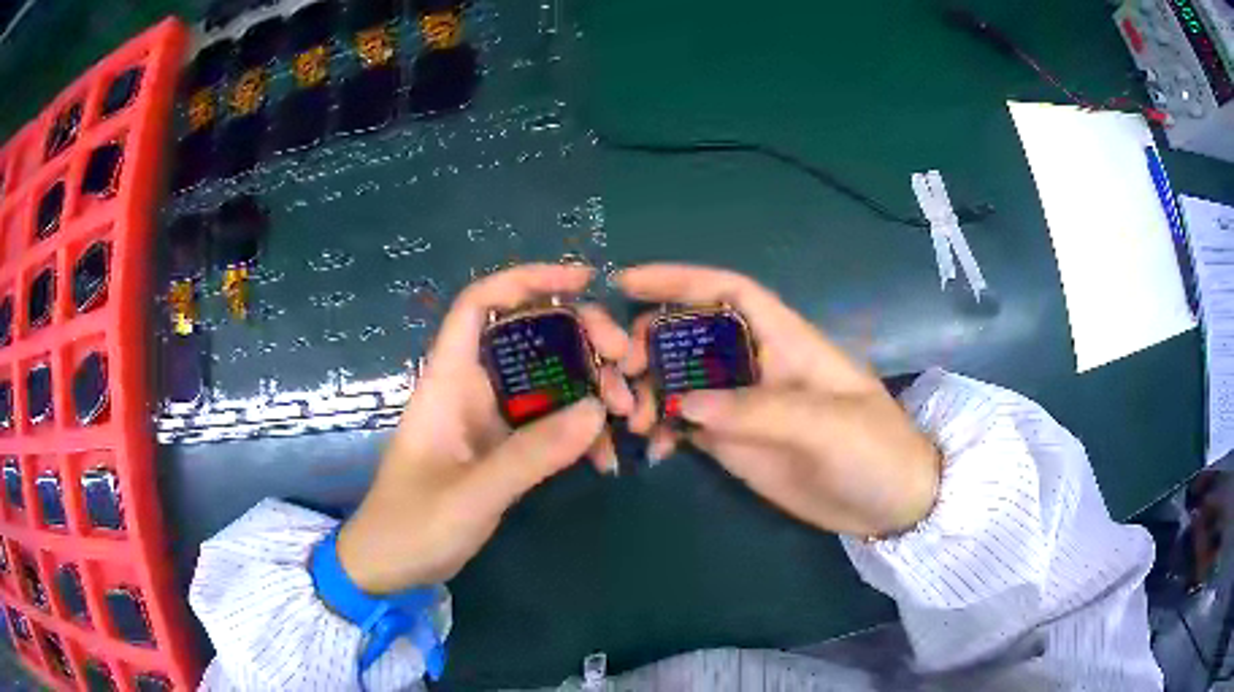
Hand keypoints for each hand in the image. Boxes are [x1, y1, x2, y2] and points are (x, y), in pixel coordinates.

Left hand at [338, 264, 633, 592]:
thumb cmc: (412, 526)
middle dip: (580, 337)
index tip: (583, 281)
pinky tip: (606, 457)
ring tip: (628, 413)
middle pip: (527, 335)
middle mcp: (470, 389)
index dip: (526, 280)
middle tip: (624, 362)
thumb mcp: (471, 495)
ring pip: (546, 379)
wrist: (390, 567)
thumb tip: (599, 410)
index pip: (479, 305)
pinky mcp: (503, 447)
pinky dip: (580, 431)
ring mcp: (489, 418)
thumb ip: (531, 455)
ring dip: (590, 387)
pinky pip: (550, 422)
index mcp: (447, 382)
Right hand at [618, 264, 940, 538]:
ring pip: (680, 380)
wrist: (890, 505)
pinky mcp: (733, 444)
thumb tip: (683, 402)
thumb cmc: (874, 450)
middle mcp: (757, 365)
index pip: (728, 292)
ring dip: (647, 390)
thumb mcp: (828, 425)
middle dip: (650, 342)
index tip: (627, 282)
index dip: (681, 279)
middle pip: (691, 333)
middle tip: (622, 373)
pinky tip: (650, 448)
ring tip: (629, 418)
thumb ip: (759, 410)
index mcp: (786, 341)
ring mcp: (742, 406)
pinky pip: (684, 424)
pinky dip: (660, 429)